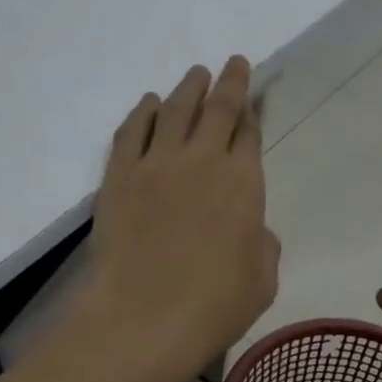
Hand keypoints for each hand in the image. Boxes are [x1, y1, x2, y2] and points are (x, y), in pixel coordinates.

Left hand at [80, 58, 279, 377]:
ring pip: (174, 110)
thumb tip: (250, 227)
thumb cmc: (215, 305)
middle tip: (233, 64)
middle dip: (229, 83)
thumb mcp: (263, 279)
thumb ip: (262, 244)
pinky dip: (143, 113)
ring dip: (188, 88)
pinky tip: (149, 103)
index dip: (252, 114)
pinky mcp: (118, 177)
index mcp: (243, 182)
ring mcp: (155, 164)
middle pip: (217, 109)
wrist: (144, 317)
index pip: (249, 134)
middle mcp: (202, 160)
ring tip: (196, 73)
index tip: (252, 101)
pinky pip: (132, 131)